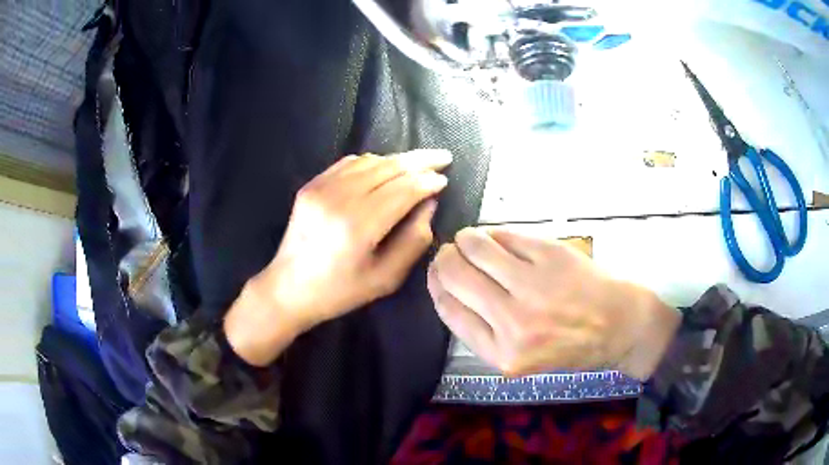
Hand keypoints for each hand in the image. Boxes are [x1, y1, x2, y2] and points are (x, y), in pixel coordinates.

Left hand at [225, 149, 451, 365]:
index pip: (404, 189)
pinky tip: (385, 168)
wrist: (288, 288)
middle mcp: (339, 198)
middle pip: (389, 168)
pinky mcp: (311, 185)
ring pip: (370, 161)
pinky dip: (373, 162)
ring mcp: (321, 188)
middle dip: (420, 161)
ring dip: (398, 160)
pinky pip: (349, 163)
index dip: (428, 181)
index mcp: (359, 226)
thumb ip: (414, 240)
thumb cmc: (340, 291)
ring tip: (418, 163)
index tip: (445, 180)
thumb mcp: (386, 279)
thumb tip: (428, 204)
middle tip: (443, 157)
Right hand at [427, 227, 679, 378]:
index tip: (437, 273)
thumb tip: (450, 287)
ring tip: (472, 241)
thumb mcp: (520, 359)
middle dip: (445, 258)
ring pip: (475, 247)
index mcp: (501, 354)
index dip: (436, 284)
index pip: (448, 308)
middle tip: (451, 253)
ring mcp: (533, 286)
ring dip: (466, 239)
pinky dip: (496, 235)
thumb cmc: (572, 346)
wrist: (620, 326)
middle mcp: (513, 322)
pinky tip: (500, 240)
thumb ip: (482, 332)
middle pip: (454, 274)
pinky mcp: (550, 255)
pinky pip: (505, 236)